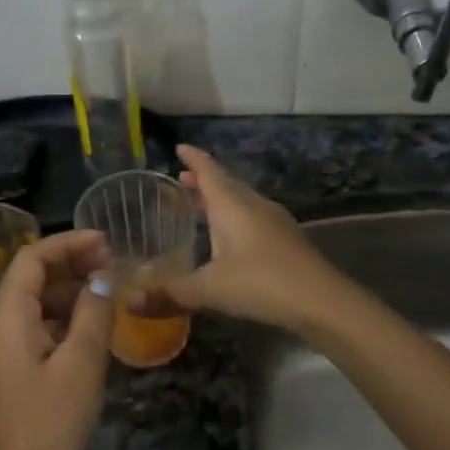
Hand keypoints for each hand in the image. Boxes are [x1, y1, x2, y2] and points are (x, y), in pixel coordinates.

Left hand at [0, 230, 114, 449]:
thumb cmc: (51, 424)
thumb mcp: (82, 363)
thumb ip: (94, 312)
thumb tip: (102, 279)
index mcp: (0, 317)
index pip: (31, 259)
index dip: (69, 243)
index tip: (107, 241)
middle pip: (26, 281)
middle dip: (69, 268)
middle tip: (113, 267)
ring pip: (28, 307)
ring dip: (65, 296)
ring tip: (106, 296)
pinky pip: (26, 332)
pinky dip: (56, 322)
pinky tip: (87, 330)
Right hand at [161, 146, 350, 333]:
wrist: (322, 301)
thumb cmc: (261, 283)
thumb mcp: (209, 290)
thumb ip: (168, 294)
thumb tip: (127, 301)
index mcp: (233, 205)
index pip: (209, 171)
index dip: (194, 159)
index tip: (180, 147)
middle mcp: (254, 205)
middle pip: (227, 184)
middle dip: (204, 180)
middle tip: (183, 179)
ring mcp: (275, 222)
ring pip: (242, 202)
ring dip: (222, 200)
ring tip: (202, 206)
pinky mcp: (286, 241)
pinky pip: (254, 219)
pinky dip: (236, 219)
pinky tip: (231, 239)